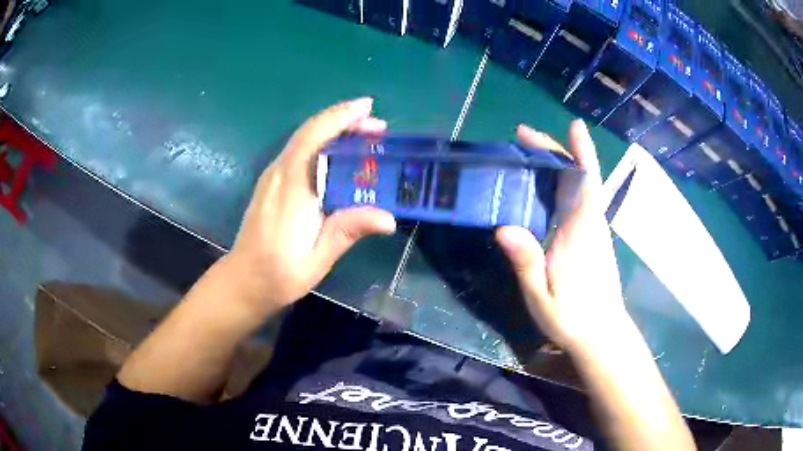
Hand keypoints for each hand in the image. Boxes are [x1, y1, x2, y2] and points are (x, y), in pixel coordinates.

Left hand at [223, 98, 395, 315]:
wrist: (244, 281)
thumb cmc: (279, 274)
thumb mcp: (317, 259)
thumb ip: (348, 231)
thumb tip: (389, 218)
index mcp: (292, 189)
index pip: (314, 138)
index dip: (340, 117)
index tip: (368, 107)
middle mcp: (279, 174)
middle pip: (310, 132)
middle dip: (344, 121)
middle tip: (378, 127)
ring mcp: (272, 177)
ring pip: (304, 139)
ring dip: (334, 130)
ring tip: (366, 137)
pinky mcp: (271, 183)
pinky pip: (299, 152)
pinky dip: (322, 143)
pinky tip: (340, 156)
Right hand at [496, 121, 628, 352]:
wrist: (602, 334)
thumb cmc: (573, 318)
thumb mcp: (541, 296)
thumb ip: (527, 262)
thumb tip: (503, 227)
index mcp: (580, 233)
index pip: (583, 183)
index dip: (580, 152)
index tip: (572, 126)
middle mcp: (591, 224)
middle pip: (579, 176)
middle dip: (555, 150)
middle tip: (522, 137)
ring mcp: (594, 230)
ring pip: (579, 186)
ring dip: (558, 163)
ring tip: (528, 153)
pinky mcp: (593, 238)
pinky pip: (579, 199)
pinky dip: (564, 182)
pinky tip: (545, 185)